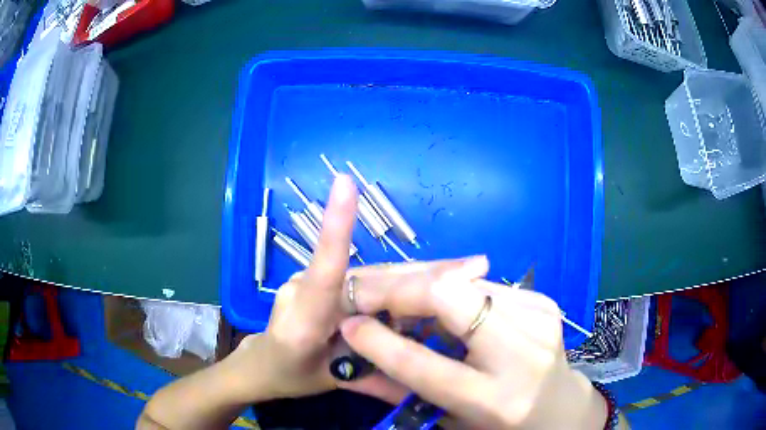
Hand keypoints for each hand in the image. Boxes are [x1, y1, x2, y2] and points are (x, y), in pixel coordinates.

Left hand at [226, 175, 491, 402]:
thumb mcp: (330, 385)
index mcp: (303, 321)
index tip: (345, 185)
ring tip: (466, 272)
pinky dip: (403, 283)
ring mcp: (312, 278)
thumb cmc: (291, 375)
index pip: (324, 273)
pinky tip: (435, 281)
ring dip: (422, 275)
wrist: (263, 363)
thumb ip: (371, 381)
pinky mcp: (323, 277)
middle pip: (373, 277)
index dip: (336, 229)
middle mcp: (306, 289)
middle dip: (426, 274)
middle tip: (475, 267)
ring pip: (376, 275)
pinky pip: (369, 278)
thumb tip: (423, 384)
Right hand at [340, 277, 607, 428]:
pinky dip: (451, 290)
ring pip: (463, 281)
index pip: (424, 366)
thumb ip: (396, 392)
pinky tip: (444, 307)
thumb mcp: (448, 420)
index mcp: (495, 401)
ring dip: (422, 287)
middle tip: (369, 296)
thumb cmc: (499, 424)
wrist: (558, 406)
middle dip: (399, 290)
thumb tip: (346, 368)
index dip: (378, 342)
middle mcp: (522, 356)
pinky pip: (481, 285)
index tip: (347, 324)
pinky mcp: (542, 302)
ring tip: (401, 302)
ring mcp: (538, 319)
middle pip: (449, 297)